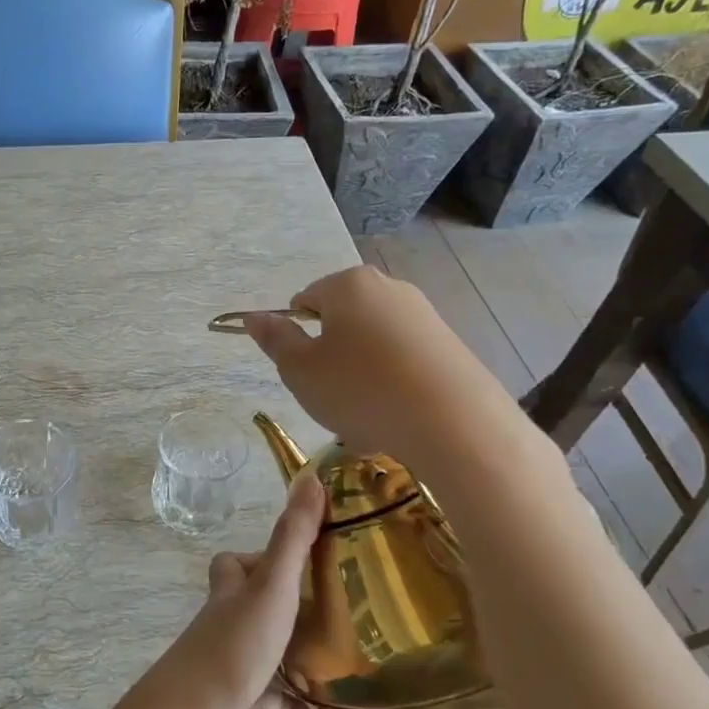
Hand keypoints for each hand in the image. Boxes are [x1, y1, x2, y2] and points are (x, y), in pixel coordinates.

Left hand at [158, 475, 385, 708]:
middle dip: (307, 625)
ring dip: (327, 688)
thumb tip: (312, 477)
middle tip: (359, 627)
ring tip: (376, 687)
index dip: (262, 560)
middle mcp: (232, 635)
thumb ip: (292, 538)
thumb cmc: (233, 646)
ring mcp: (239, 682)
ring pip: (287, 680)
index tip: (309, 562)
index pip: (236, 566)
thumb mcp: (270, 587)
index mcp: (232, 598)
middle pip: (267, 622)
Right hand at [241, 265, 468, 459]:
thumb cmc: (361, 390)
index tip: (306, 372)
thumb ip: (274, 340)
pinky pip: (403, 360)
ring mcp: (423, 315)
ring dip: (360, 373)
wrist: (454, 423)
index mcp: (347, 284)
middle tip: (331, 395)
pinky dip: (392, 383)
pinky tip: (396, 416)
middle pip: (341, 319)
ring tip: (366, 414)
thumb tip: (254, 316)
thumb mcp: (300, 370)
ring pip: (372, 343)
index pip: (304, 301)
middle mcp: (388, 287)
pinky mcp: (449, 344)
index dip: (297, 337)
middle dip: (331, 354)